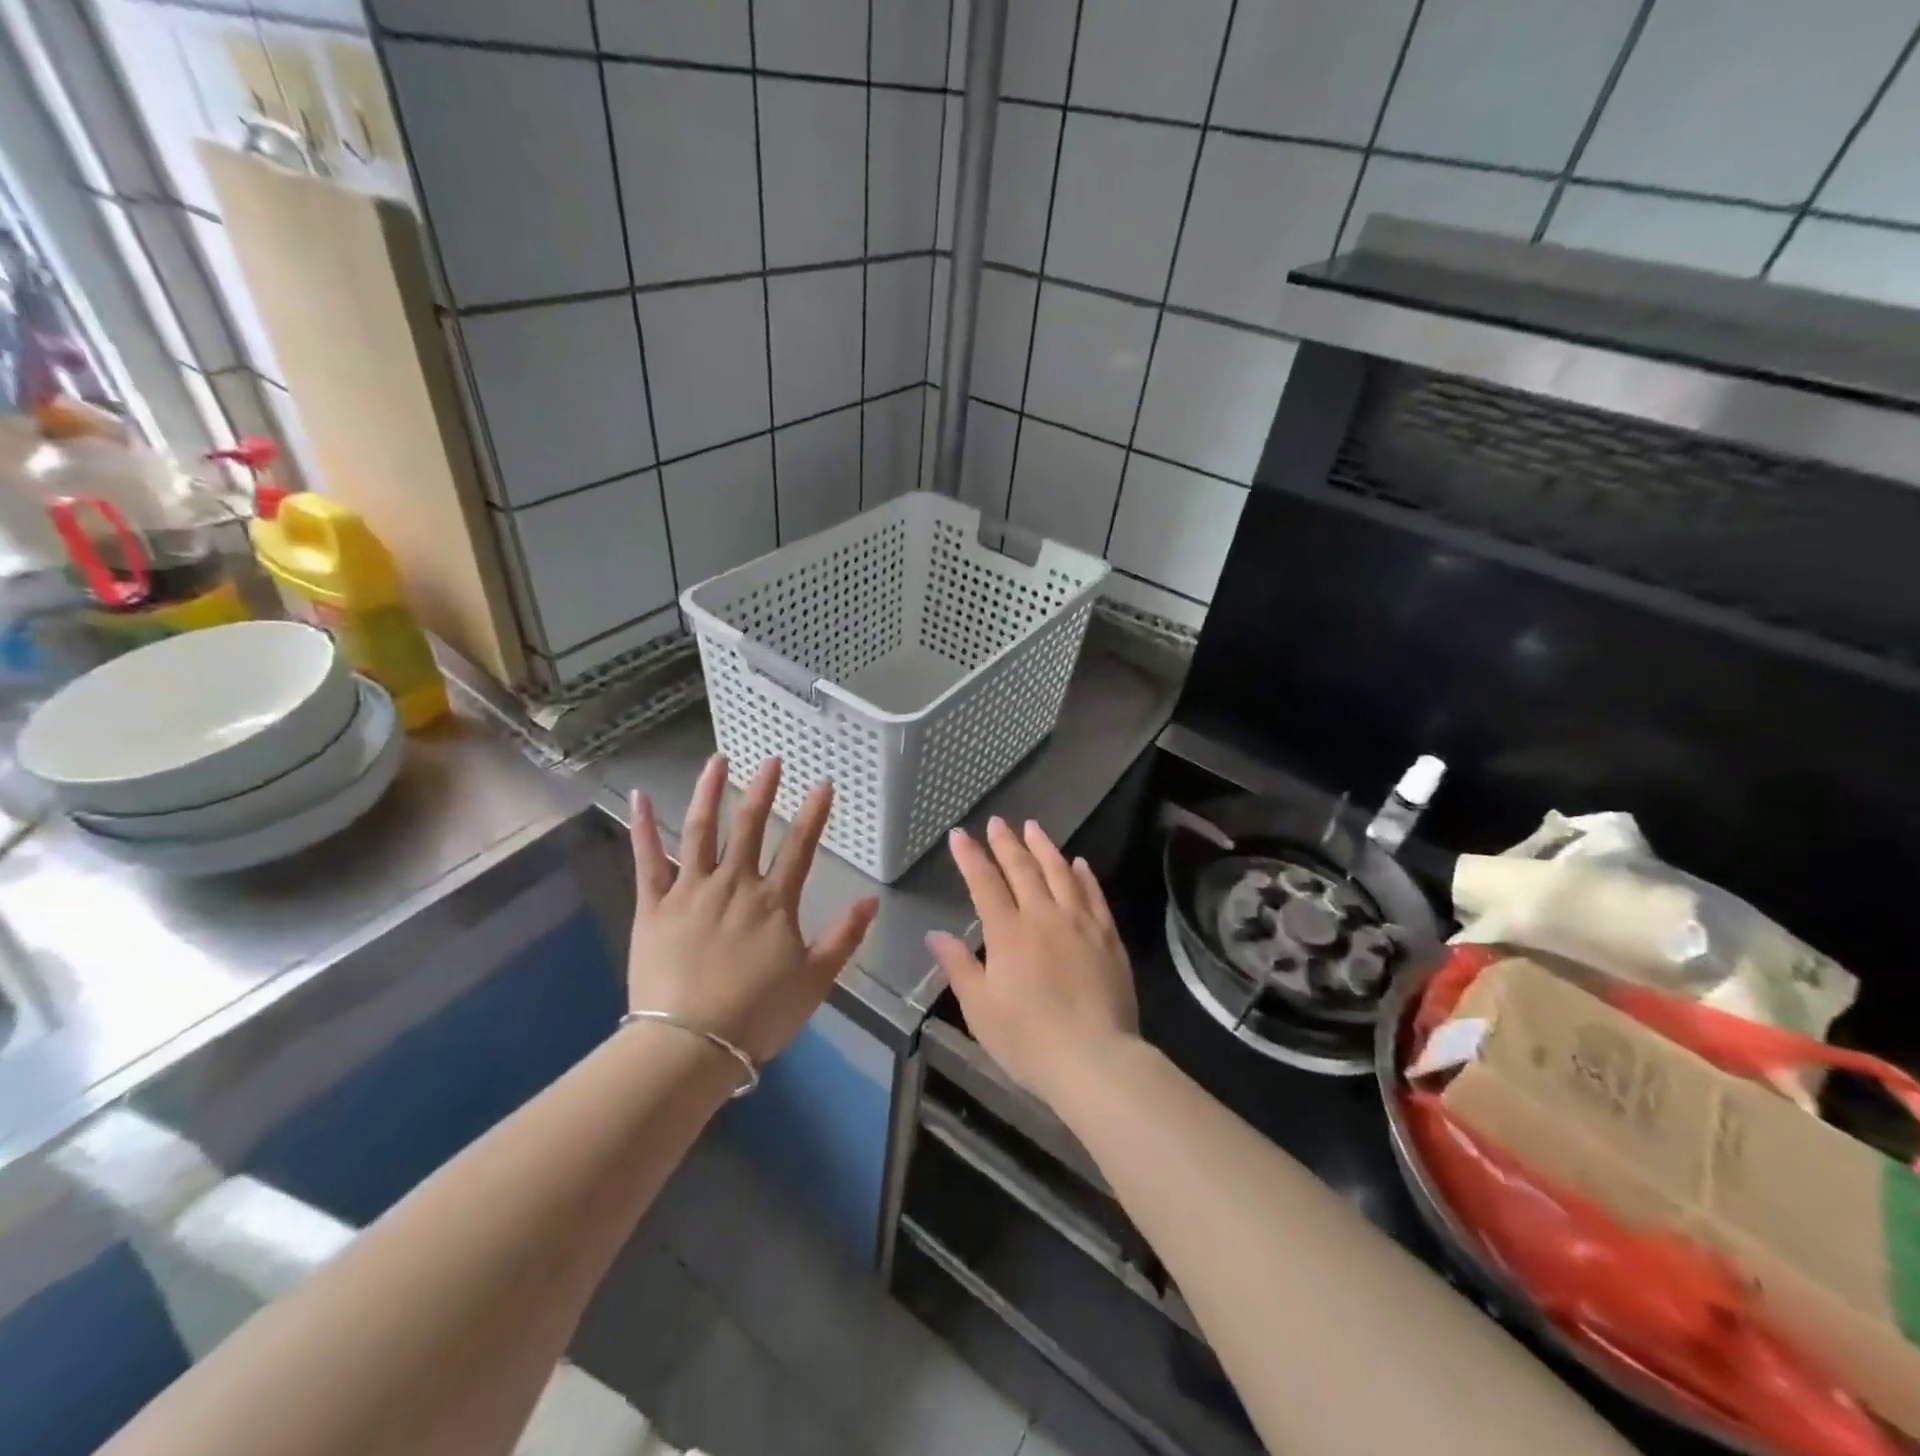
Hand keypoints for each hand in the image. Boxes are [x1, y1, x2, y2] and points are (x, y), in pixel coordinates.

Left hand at [627, 754, 877, 1064]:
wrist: (690, 1045)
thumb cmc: (757, 1015)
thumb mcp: (815, 980)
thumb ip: (843, 937)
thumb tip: (871, 900)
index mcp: (773, 902)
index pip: (799, 846)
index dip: (813, 813)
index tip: (823, 783)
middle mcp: (733, 884)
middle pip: (749, 826)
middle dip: (763, 790)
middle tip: (771, 760)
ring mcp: (690, 891)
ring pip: (699, 831)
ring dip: (708, 792)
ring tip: (716, 760)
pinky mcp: (653, 906)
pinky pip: (646, 859)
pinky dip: (642, 827)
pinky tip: (639, 796)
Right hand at [927, 817, 1138, 1107]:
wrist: (1095, 1059)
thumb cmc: (1028, 1039)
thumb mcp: (980, 1009)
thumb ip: (958, 967)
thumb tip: (935, 935)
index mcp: (1008, 933)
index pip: (985, 883)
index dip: (970, 857)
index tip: (959, 835)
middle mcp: (1043, 916)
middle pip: (1023, 869)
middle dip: (1006, 843)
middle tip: (998, 822)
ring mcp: (1080, 923)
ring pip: (1060, 873)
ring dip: (1044, 847)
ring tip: (1033, 827)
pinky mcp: (1108, 937)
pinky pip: (1094, 895)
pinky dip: (1084, 875)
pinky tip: (1079, 863)